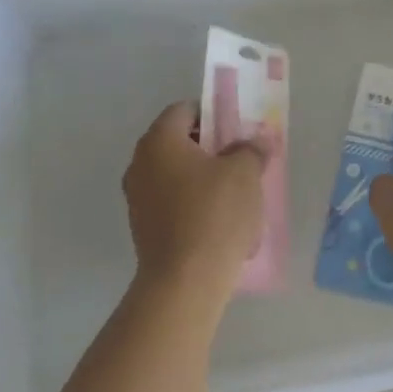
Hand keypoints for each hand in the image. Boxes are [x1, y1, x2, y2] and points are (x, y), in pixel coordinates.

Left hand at [122, 102, 268, 306]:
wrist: (185, 281)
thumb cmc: (215, 214)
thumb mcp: (245, 173)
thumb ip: (251, 149)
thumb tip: (256, 141)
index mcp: (159, 140)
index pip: (184, 110)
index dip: (213, 113)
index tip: (237, 129)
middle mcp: (140, 163)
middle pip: (178, 142)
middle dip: (210, 147)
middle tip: (241, 158)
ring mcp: (137, 198)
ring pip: (175, 174)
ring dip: (201, 177)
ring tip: (234, 192)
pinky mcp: (142, 228)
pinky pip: (171, 202)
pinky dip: (192, 203)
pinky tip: (218, 220)